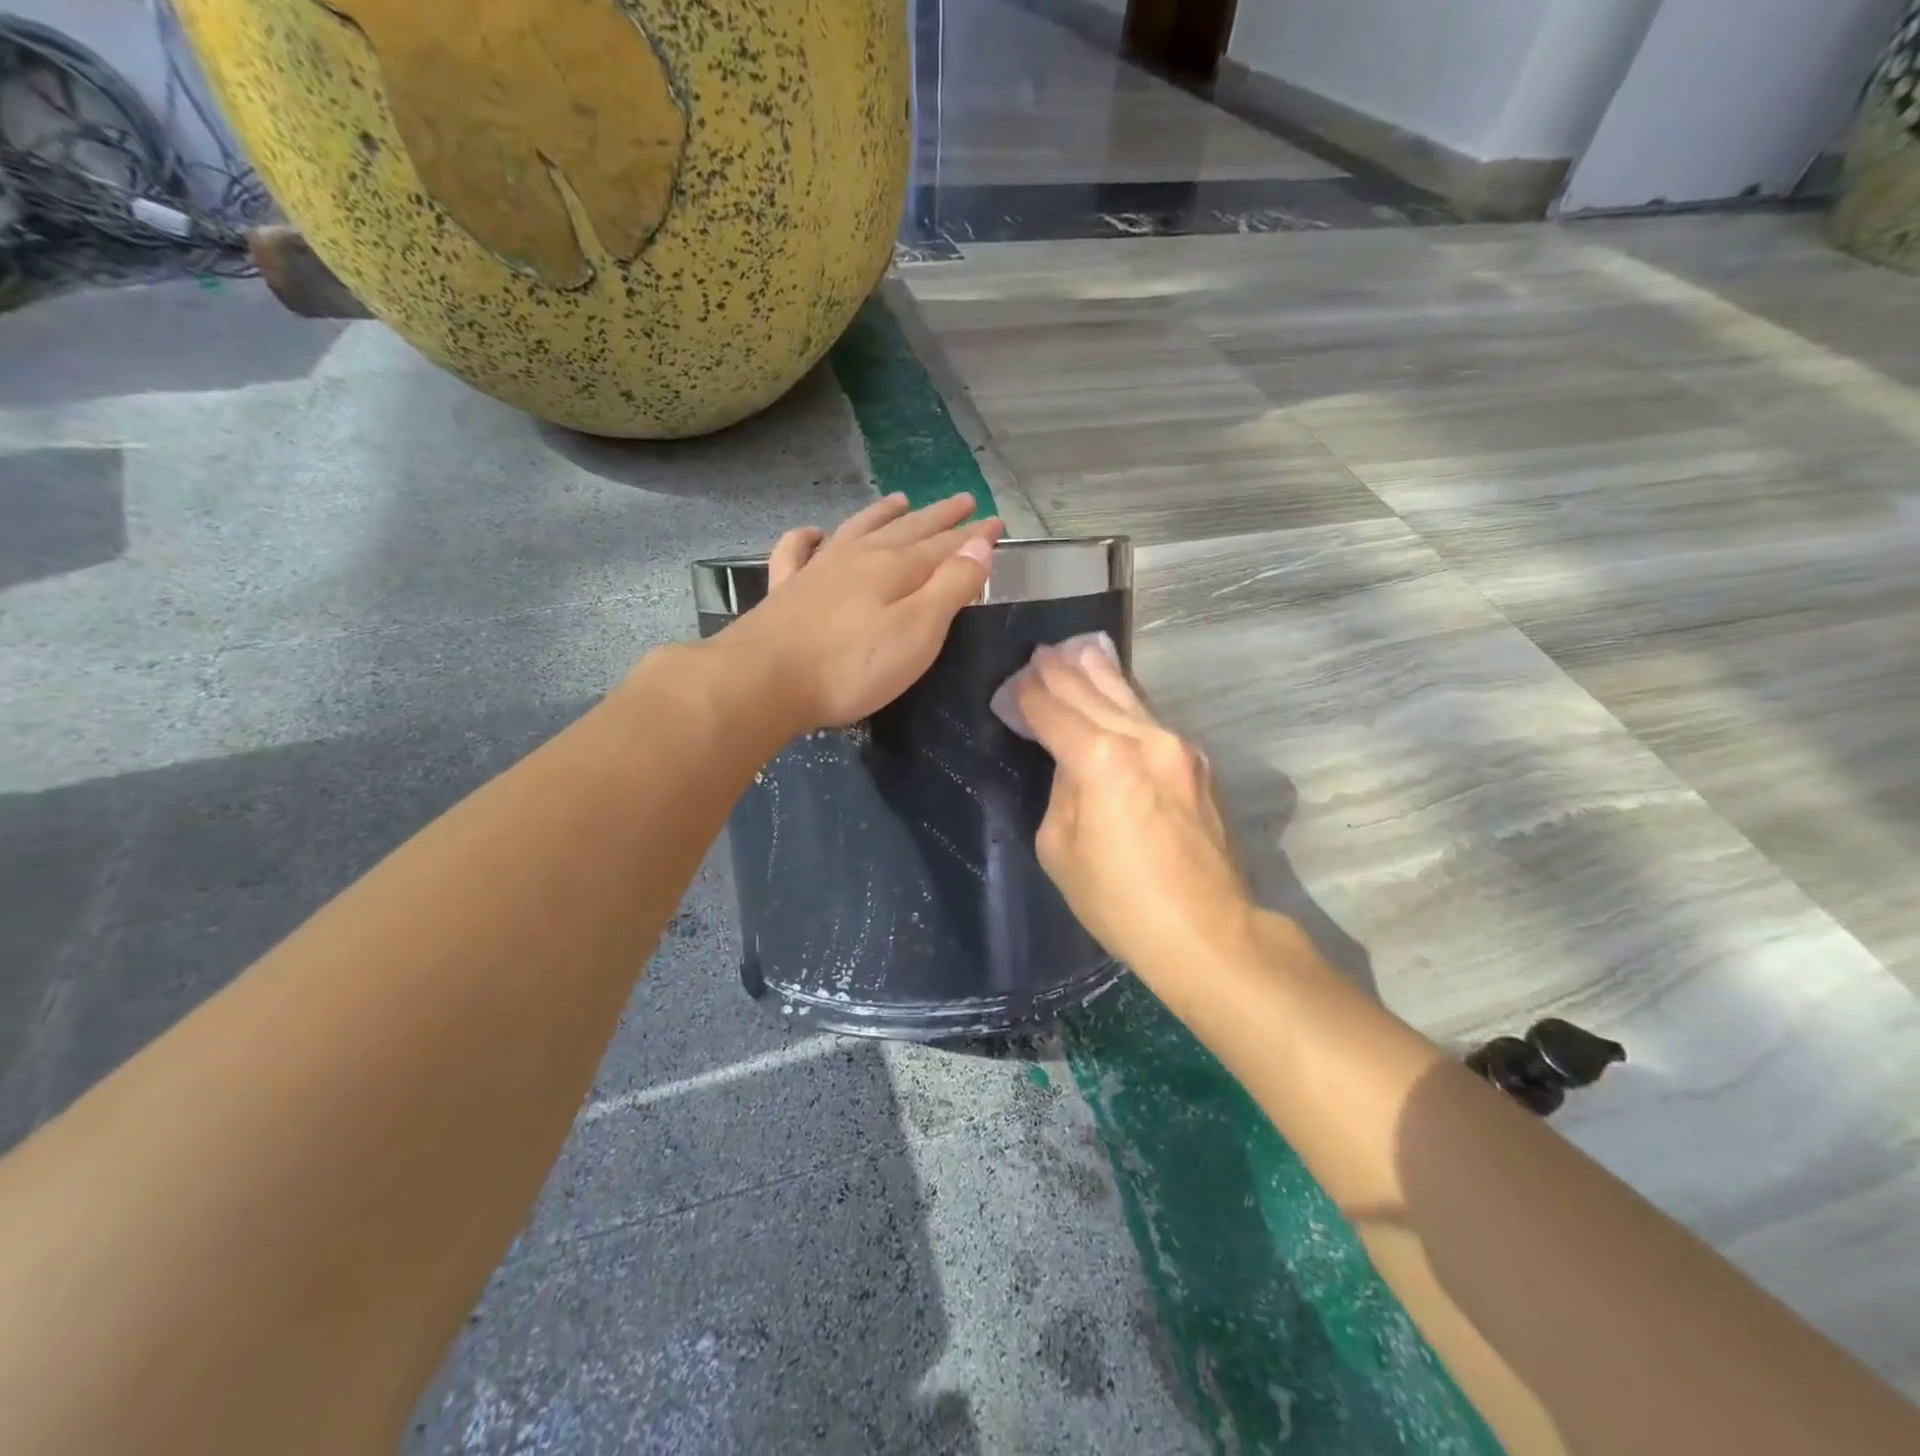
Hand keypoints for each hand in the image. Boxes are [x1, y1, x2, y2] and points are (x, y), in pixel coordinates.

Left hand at [722, 493, 1003, 730]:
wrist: (763, 680)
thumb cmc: (851, 666)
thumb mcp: (917, 632)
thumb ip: (950, 588)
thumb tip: (979, 546)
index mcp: (894, 569)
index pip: (944, 546)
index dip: (972, 537)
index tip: (996, 523)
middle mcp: (857, 558)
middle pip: (906, 530)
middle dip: (938, 517)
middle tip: (962, 500)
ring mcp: (817, 571)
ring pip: (857, 530)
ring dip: (882, 514)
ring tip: (901, 499)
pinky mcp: (784, 592)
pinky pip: (795, 552)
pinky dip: (805, 538)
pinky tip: (812, 533)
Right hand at [1012, 638, 1255, 975]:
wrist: (1207, 931)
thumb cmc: (1119, 901)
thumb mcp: (1060, 848)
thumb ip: (1062, 791)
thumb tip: (1072, 764)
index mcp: (1101, 761)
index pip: (1054, 713)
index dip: (1028, 697)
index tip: (1012, 685)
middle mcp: (1143, 739)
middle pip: (1092, 694)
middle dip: (1060, 673)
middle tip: (1040, 653)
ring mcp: (1178, 747)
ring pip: (1129, 698)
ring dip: (1098, 673)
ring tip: (1077, 650)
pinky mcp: (1198, 763)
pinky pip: (1151, 720)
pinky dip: (1126, 702)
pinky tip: (1117, 691)